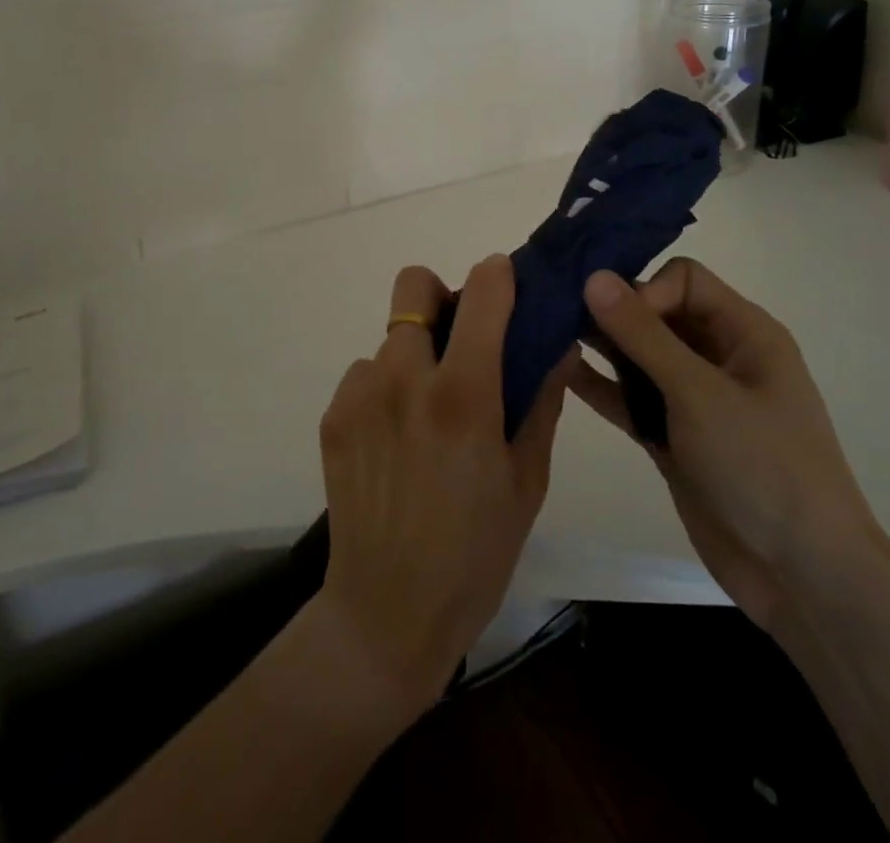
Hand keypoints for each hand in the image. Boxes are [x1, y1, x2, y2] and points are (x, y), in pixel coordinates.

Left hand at [315, 256, 570, 722]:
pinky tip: (395, 440)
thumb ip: (542, 401)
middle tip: (458, 340)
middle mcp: (405, 379)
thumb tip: (556, 344)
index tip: (508, 284)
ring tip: (426, 413)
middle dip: (440, 296)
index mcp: (463, 395)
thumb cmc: (476, 552)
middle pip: (414, 285)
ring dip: (413, 355)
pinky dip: (384, 389)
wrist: (387, 614)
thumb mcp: (527, 480)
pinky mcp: (333, 417)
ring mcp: (361, 395)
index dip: (498, 274)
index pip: (482, 292)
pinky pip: (364, 374)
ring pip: (390, 337)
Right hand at [572, 260, 880, 632]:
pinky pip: (631, 397)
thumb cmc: (763, 467)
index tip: (616, 320)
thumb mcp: (700, 393)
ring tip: (547, 334)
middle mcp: (718, 356)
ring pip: (639, 355)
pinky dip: (601, 385)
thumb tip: (594, 276)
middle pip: (657, 313)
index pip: (683, 280)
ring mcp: (694, 399)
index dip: (645, 290)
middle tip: (556, 311)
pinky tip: (559, 372)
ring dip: (600, 345)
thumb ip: (644, 335)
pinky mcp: (674, 436)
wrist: (803, 578)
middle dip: (611, 311)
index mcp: (744, 332)